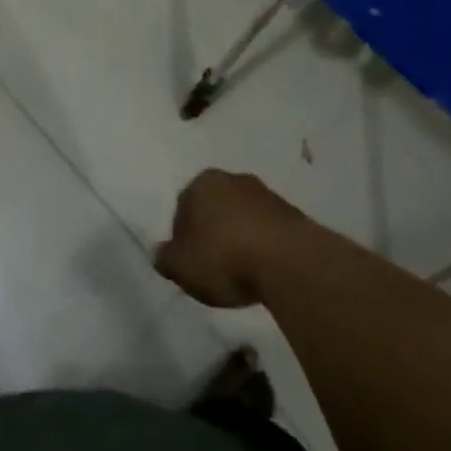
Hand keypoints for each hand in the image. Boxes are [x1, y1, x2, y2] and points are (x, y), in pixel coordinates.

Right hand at [155, 170, 307, 308]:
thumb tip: (161, 253)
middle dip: (211, 232)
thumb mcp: (181, 267)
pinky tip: (262, 268)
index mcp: (201, 183)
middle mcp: (231, 179)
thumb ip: (165, 258)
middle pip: (213, 208)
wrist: (287, 260)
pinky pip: (265, 228)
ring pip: (241, 216)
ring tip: (240, 271)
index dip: (182, 238)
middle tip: (213, 266)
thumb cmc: (224, 258)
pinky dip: (261, 243)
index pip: (182, 209)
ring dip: (238, 236)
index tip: (189, 264)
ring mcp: (263, 192)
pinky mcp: (289, 211)